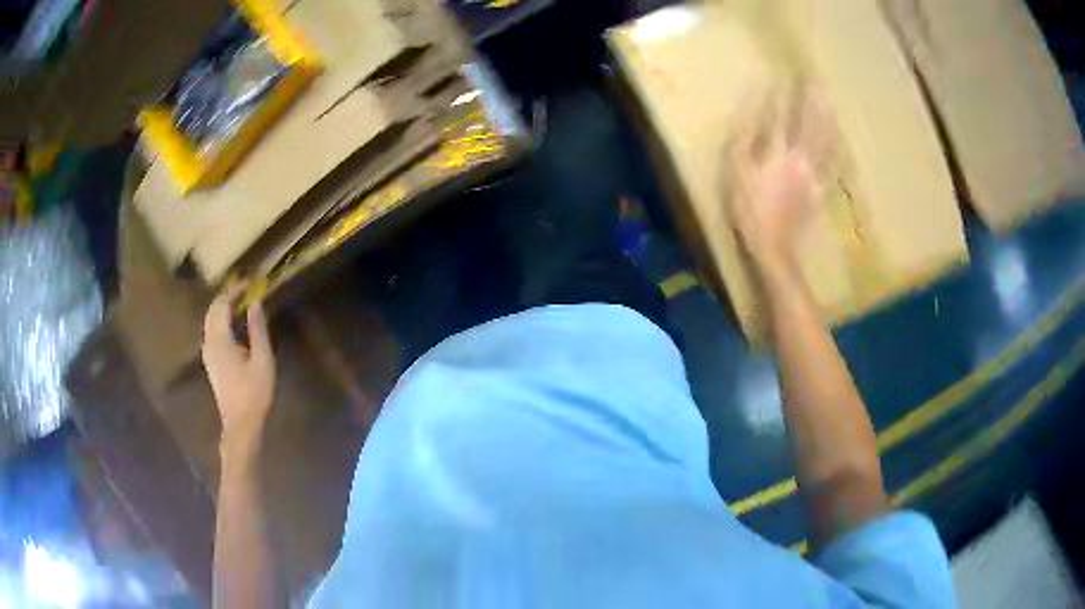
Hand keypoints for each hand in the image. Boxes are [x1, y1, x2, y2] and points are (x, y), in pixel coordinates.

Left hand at [202, 284, 275, 447]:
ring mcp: (208, 353)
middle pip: (213, 310)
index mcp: (220, 340)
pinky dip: (221, 320)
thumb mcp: (262, 360)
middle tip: (246, 289)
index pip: (222, 304)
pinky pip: (212, 331)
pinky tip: (234, 325)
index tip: (251, 282)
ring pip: (210, 321)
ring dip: (223, 308)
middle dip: (227, 296)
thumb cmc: (254, 393)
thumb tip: (256, 302)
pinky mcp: (211, 362)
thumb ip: (257, 329)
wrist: (240, 424)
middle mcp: (209, 342)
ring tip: (241, 303)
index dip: (235, 290)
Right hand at [723, 85, 832, 276]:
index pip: (782, 114)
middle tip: (816, 79)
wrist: (774, 248)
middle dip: (811, 99)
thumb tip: (752, 111)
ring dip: (827, 117)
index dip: (784, 93)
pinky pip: (832, 163)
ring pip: (825, 139)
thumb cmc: (749, 209)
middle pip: (810, 122)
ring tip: (829, 100)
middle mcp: (800, 157)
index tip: (786, 73)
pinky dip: (835, 147)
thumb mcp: (736, 172)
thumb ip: (744, 138)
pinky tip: (837, 138)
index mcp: (777, 151)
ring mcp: (814, 174)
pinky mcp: (821, 190)